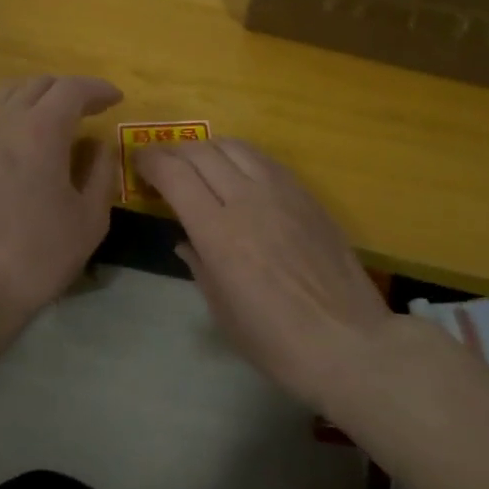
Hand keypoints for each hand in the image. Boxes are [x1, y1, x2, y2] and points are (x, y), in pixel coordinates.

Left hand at [0, 75, 122, 321]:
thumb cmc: (39, 255)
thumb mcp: (89, 219)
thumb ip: (101, 173)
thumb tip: (100, 146)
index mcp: (40, 131)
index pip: (71, 89)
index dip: (97, 89)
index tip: (116, 99)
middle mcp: (5, 124)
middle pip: (38, 85)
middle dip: (68, 90)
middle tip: (91, 109)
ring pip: (7, 95)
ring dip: (37, 96)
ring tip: (56, 118)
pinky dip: (14, 116)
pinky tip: (26, 144)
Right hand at [136, 138, 393, 409]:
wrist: (349, 342)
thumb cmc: (277, 342)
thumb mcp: (223, 312)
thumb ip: (198, 265)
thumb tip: (185, 240)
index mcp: (218, 233)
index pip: (174, 174)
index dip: (151, 162)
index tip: (139, 165)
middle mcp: (247, 200)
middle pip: (201, 152)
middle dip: (174, 152)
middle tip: (163, 164)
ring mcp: (281, 191)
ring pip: (234, 146)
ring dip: (208, 148)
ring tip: (200, 163)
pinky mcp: (306, 194)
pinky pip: (264, 159)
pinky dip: (240, 156)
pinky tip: (239, 172)